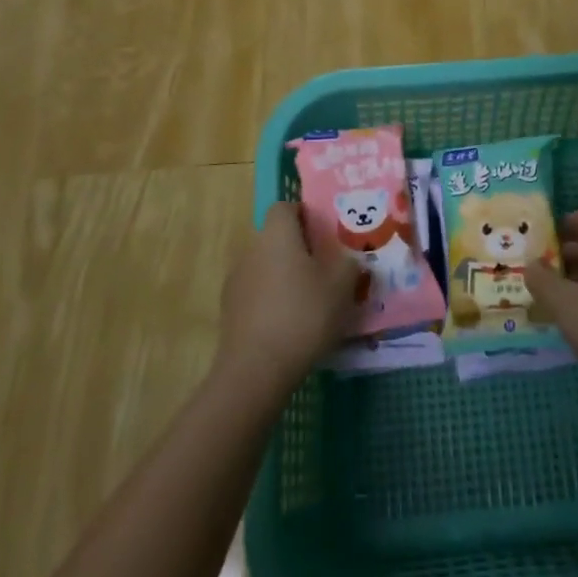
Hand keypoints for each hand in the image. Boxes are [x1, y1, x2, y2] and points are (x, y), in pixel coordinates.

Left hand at [217, 203, 360, 396]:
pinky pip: (254, 293)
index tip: (323, 235)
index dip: (304, 215)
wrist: (256, 369)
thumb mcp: (342, 287)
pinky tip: (287, 325)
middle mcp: (252, 249)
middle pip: (275, 238)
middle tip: (322, 269)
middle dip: (296, 249)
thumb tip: (348, 259)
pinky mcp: (228, 310)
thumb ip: (349, 265)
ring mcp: (236, 279)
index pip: (285, 207)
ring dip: (282, 276)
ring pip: (264, 266)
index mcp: (277, 234)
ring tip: (306, 301)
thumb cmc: (304, 315)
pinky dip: (269, 300)